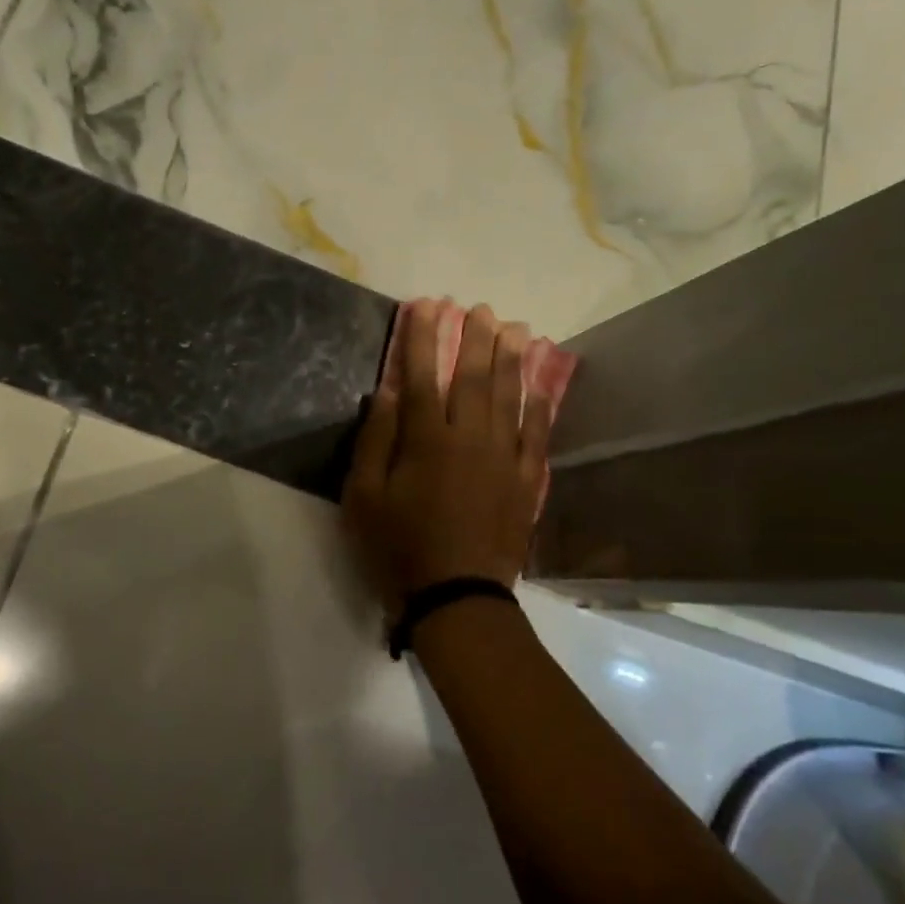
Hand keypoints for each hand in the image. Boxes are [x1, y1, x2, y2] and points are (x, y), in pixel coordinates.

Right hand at [342, 299, 553, 617]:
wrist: (456, 598)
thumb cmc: (398, 548)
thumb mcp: (364, 497)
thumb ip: (375, 440)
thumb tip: (386, 391)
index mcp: (426, 440)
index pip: (422, 374)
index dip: (422, 338)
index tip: (425, 305)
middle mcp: (470, 439)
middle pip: (474, 378)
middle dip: (476, 338)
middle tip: (481, 308)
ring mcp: (505, 459)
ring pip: (511, 398)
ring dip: (512, 361)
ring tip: (516, 329)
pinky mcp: (526, 482)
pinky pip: (537, 435)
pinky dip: (539, 407)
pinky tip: (541, 386)